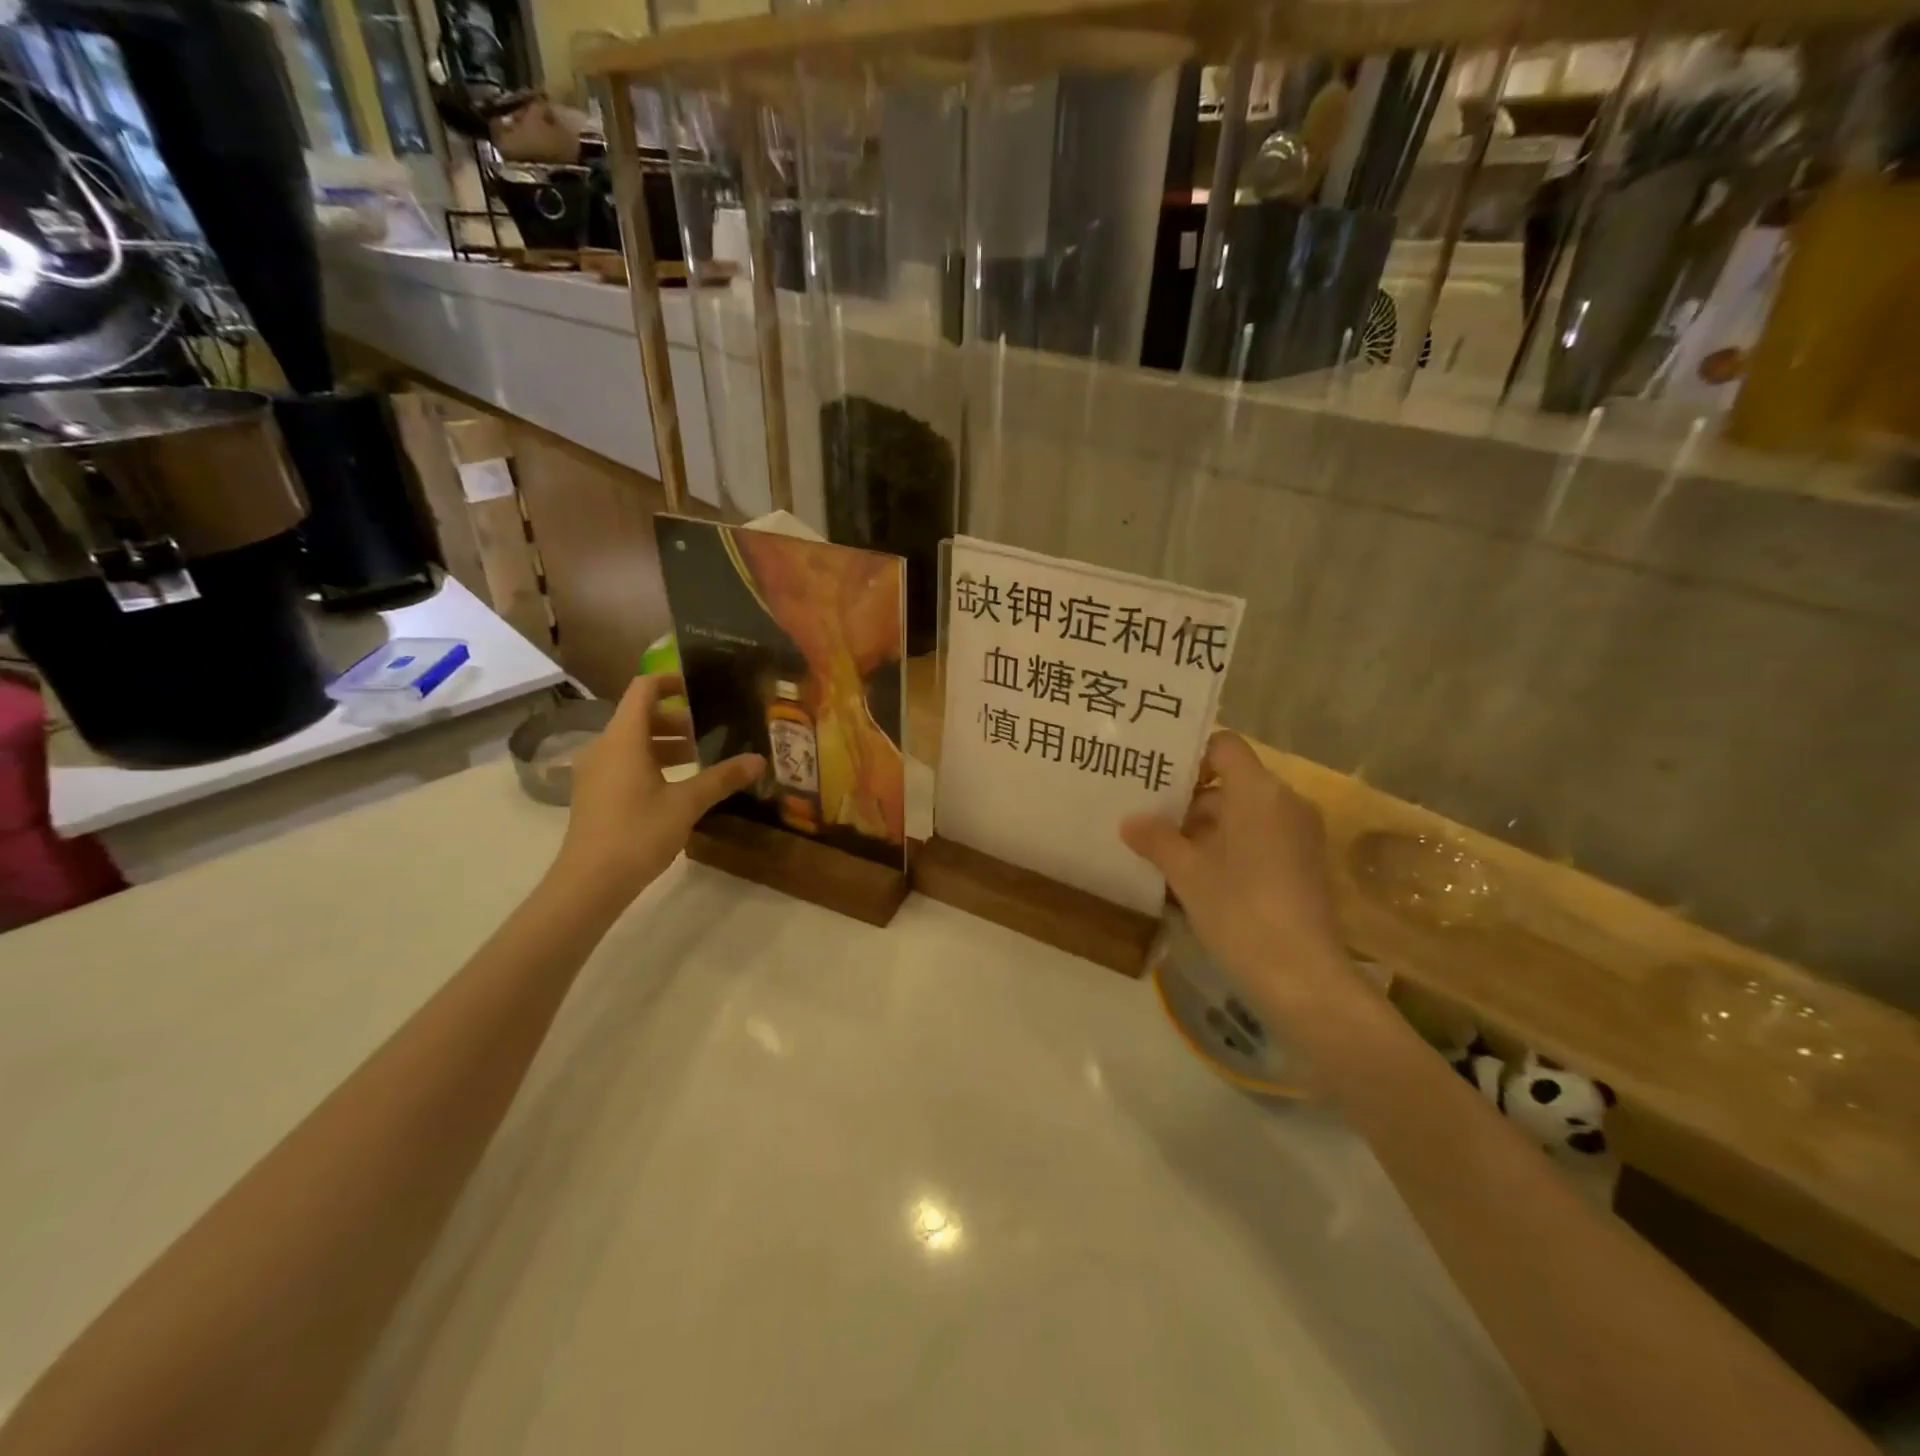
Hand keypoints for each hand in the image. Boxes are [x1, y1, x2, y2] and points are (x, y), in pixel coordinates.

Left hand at [553, 674, 763, 904]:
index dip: (670, 680)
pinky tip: (676, 785)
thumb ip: (722, 778)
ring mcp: (595, 771)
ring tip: (700, 758)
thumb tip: (759, 760)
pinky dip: (651, 761)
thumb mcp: (687, 803)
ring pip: (632, 742)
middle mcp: (603, 746)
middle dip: (676, 718)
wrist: (590, 881)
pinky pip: (624, 762)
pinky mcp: (594, 793)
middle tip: (710, 730)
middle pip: (639, 716)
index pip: (643, 689)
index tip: (699, 686)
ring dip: (665, 743)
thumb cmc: (638, 832)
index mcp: (623, 738)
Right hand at [1121, 731, 1349, 1020]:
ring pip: (1244, 813)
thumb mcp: (1187, 874)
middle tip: (1147, 819)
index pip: (1224, 745)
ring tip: (1163, 852)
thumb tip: (1129, 822)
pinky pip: (1260, 838)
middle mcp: (1285, 803)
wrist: (1303, 978)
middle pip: (1231, 782)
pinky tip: (1195, 876)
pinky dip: (1228, 847)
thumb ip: (1157, 839)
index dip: (1190, 756)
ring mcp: (1299, 835)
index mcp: (1259, 792)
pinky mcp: (1304, 864)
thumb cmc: (1240, 912)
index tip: (1157, 780)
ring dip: (1205, 828)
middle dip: (1189, 800)